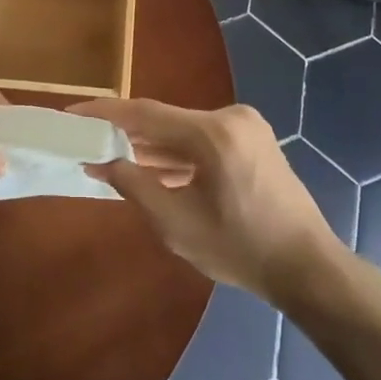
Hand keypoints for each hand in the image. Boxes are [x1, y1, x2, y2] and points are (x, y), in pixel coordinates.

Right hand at [71, 98, 342, 301]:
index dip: (105, 113)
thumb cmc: (241, 250)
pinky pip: (202, 139)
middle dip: (126, 132)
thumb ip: (135, 186)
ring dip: (151, 145)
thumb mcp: (177, 225)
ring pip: (183, 130)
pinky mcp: (252, 139)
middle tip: (88, 138)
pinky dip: (177, 153)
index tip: (72, 112)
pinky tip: (151, 166)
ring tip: (111, 155)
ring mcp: (245, 126)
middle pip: (164, 119)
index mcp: (214, 133)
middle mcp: (230, 117)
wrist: (307, 267)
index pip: (146, 114)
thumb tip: (102, 162)